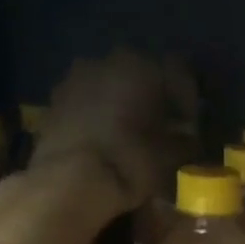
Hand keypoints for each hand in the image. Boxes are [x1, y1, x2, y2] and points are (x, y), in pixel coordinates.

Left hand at [34, 49, 195, 210]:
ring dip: (122, 106)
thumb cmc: (128, 161)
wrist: (68, 182)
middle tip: (163, 129)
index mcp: (140, 65)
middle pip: (139, 75)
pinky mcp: (52, 104)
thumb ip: (184, 143)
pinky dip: (98, 118)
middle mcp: (105, 61)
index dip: (189, 100)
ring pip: (109, 87)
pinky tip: (105, 142)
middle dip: (153, 100)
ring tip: (132, 137)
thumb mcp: (169, 157)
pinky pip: (85, 105)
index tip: (192, 126)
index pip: (179, 72)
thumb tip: (190, 140)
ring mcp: (73, 80)